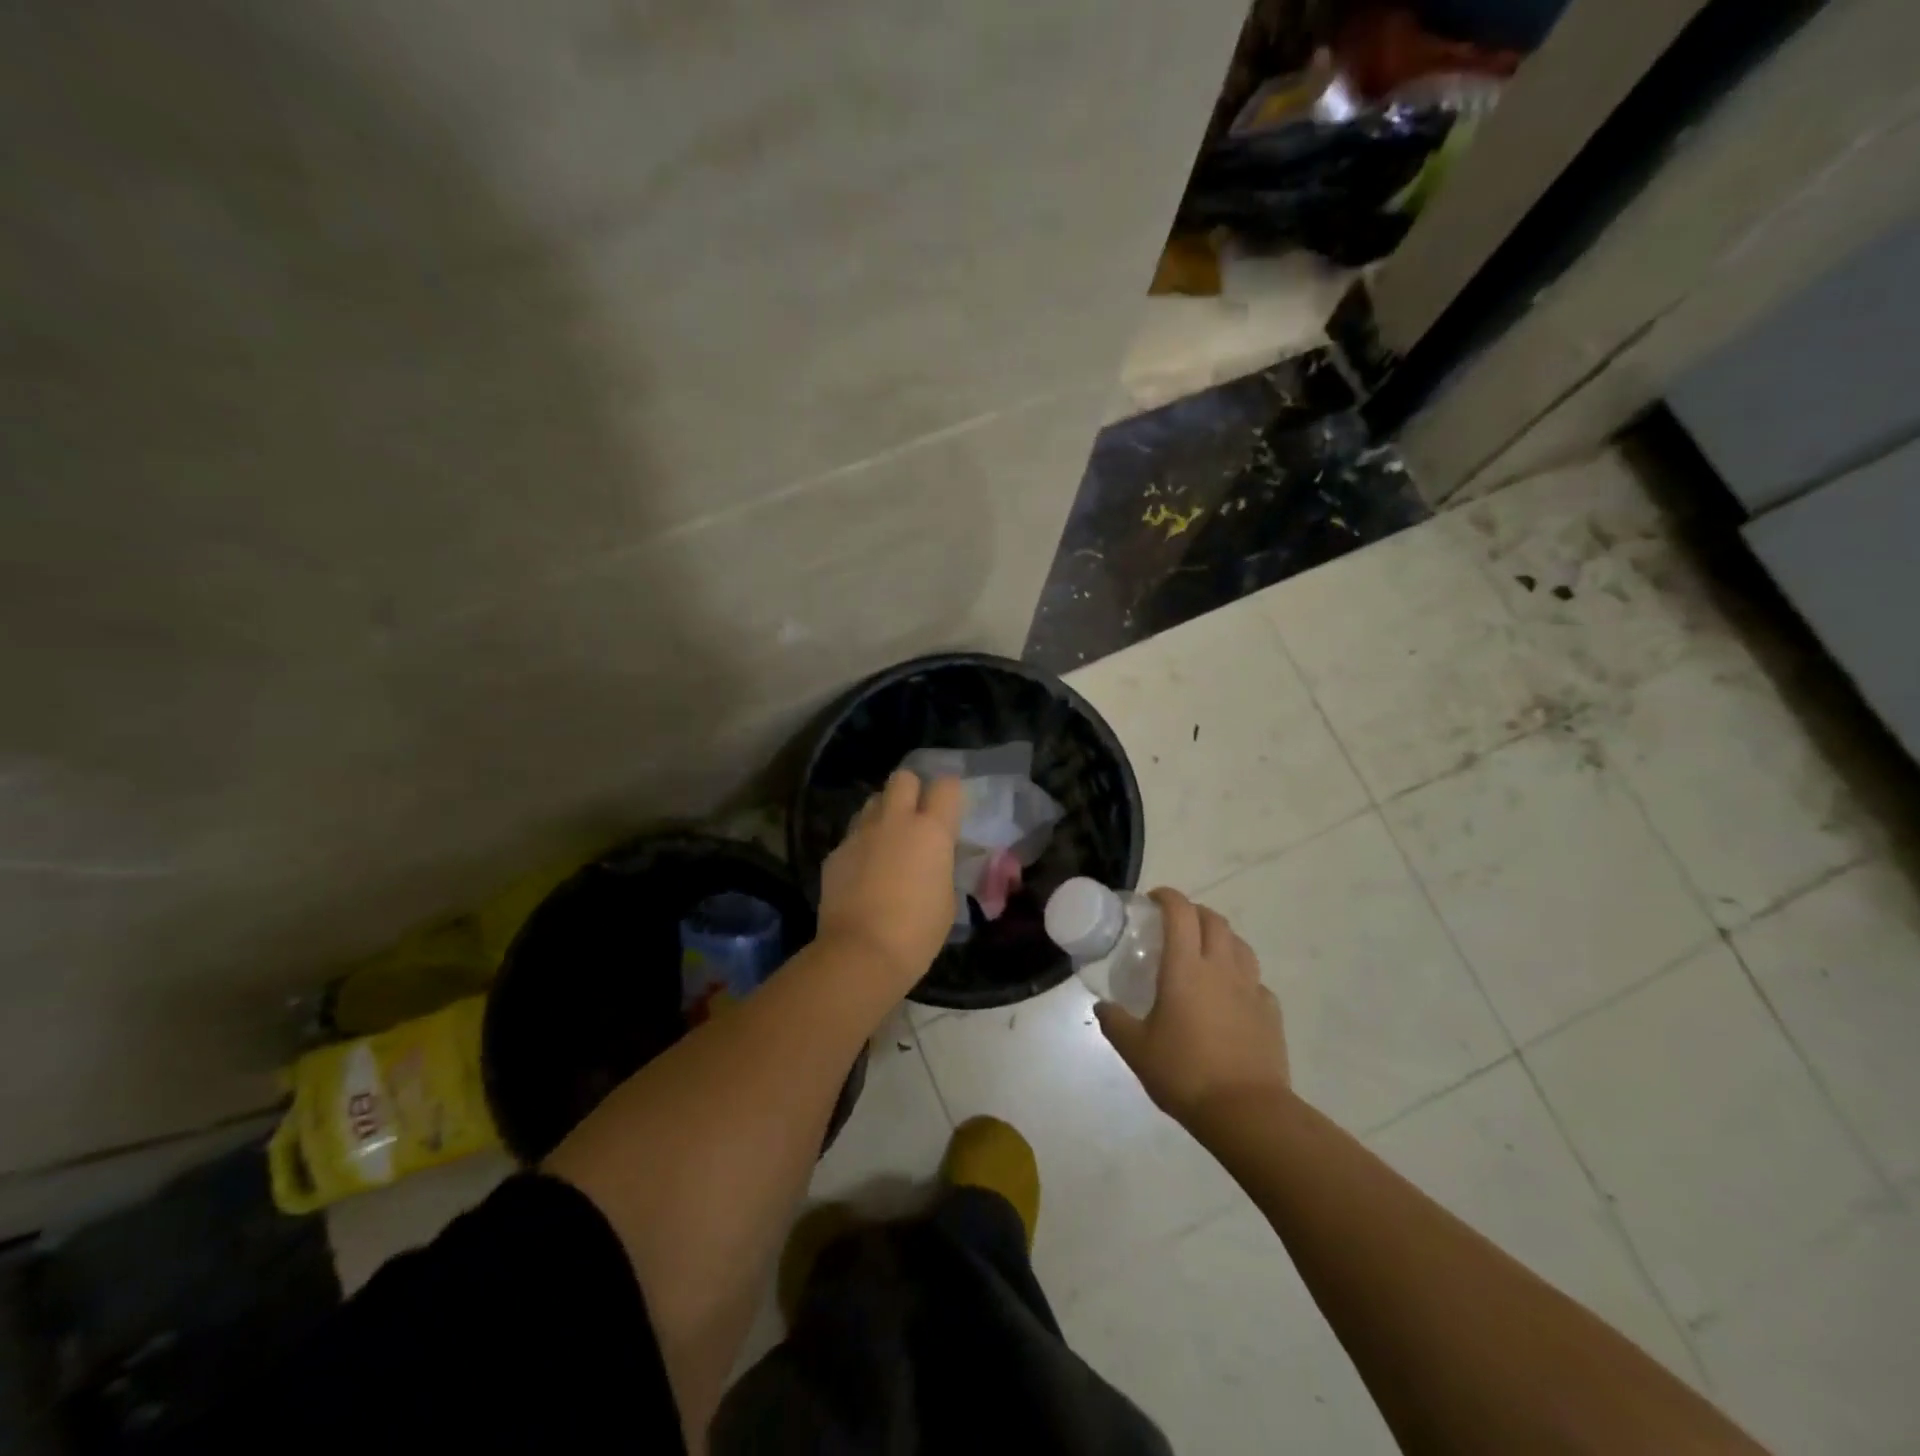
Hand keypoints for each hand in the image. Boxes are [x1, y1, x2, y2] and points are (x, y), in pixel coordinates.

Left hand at [818, 770, 963, 992]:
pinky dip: (861, 845)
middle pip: (903, 778)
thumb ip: (941, 867)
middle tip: (916, 815)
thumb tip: (933, 860)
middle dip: (911, 789)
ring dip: (883, 814)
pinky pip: (853, 835)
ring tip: (887, 840)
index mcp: (931, 831)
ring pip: (873, 802)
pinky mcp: (836, 852)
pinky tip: (863, 871)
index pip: (946, 786)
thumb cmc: (917, 931)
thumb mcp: (947, 898)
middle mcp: (895, 821)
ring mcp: (861, 834)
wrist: (861, 952)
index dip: (950, 793)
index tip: (950, 808)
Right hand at [1094, 888, 1289, 1126]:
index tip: (1153, 900)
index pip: (1180, 913)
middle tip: (1175, 925)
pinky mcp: (1270, 1011)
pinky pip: (1256, 980)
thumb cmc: (1185, 1073)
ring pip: (1240, 944)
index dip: (1168, 897)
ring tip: (1205, 953)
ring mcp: (1251, 988)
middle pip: (1214, 920)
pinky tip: (1230, 995)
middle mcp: (1221, 968)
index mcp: (1186, 968)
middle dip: (1194, 912)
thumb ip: (1115, 1023)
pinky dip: (1241, 976)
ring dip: (1221, 938)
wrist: (1246, 1112)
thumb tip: (1102, 1008)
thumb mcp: (1136, 1050)